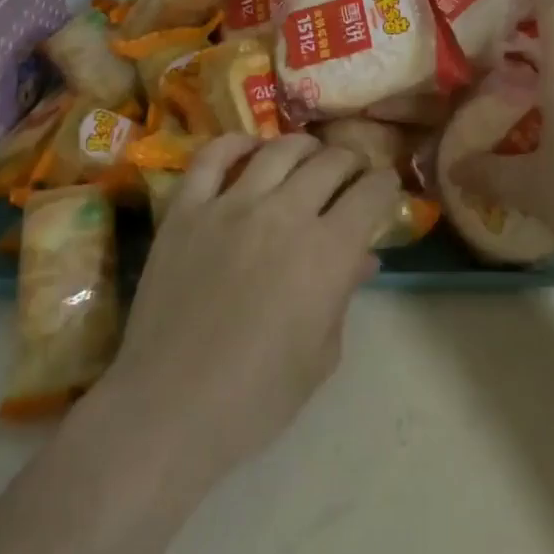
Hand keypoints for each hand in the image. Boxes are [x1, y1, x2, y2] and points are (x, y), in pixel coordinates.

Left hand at [99, 133, 401, 490]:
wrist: (168, 409)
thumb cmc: (256, 397)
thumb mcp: (321, 355)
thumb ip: (344, 294)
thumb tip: (363, 256)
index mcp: (326, 252)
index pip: (370, 194)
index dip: (385, 184)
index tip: (385, 185)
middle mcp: (284, 214)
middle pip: (330, 162)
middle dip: (350, 161)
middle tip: (351, 172)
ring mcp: (230, 205)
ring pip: (277, 150)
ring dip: (303, 147)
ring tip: (308, 155)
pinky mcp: (186, 210)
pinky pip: (211, 158)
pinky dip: (234, 144)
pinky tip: (248, 148)